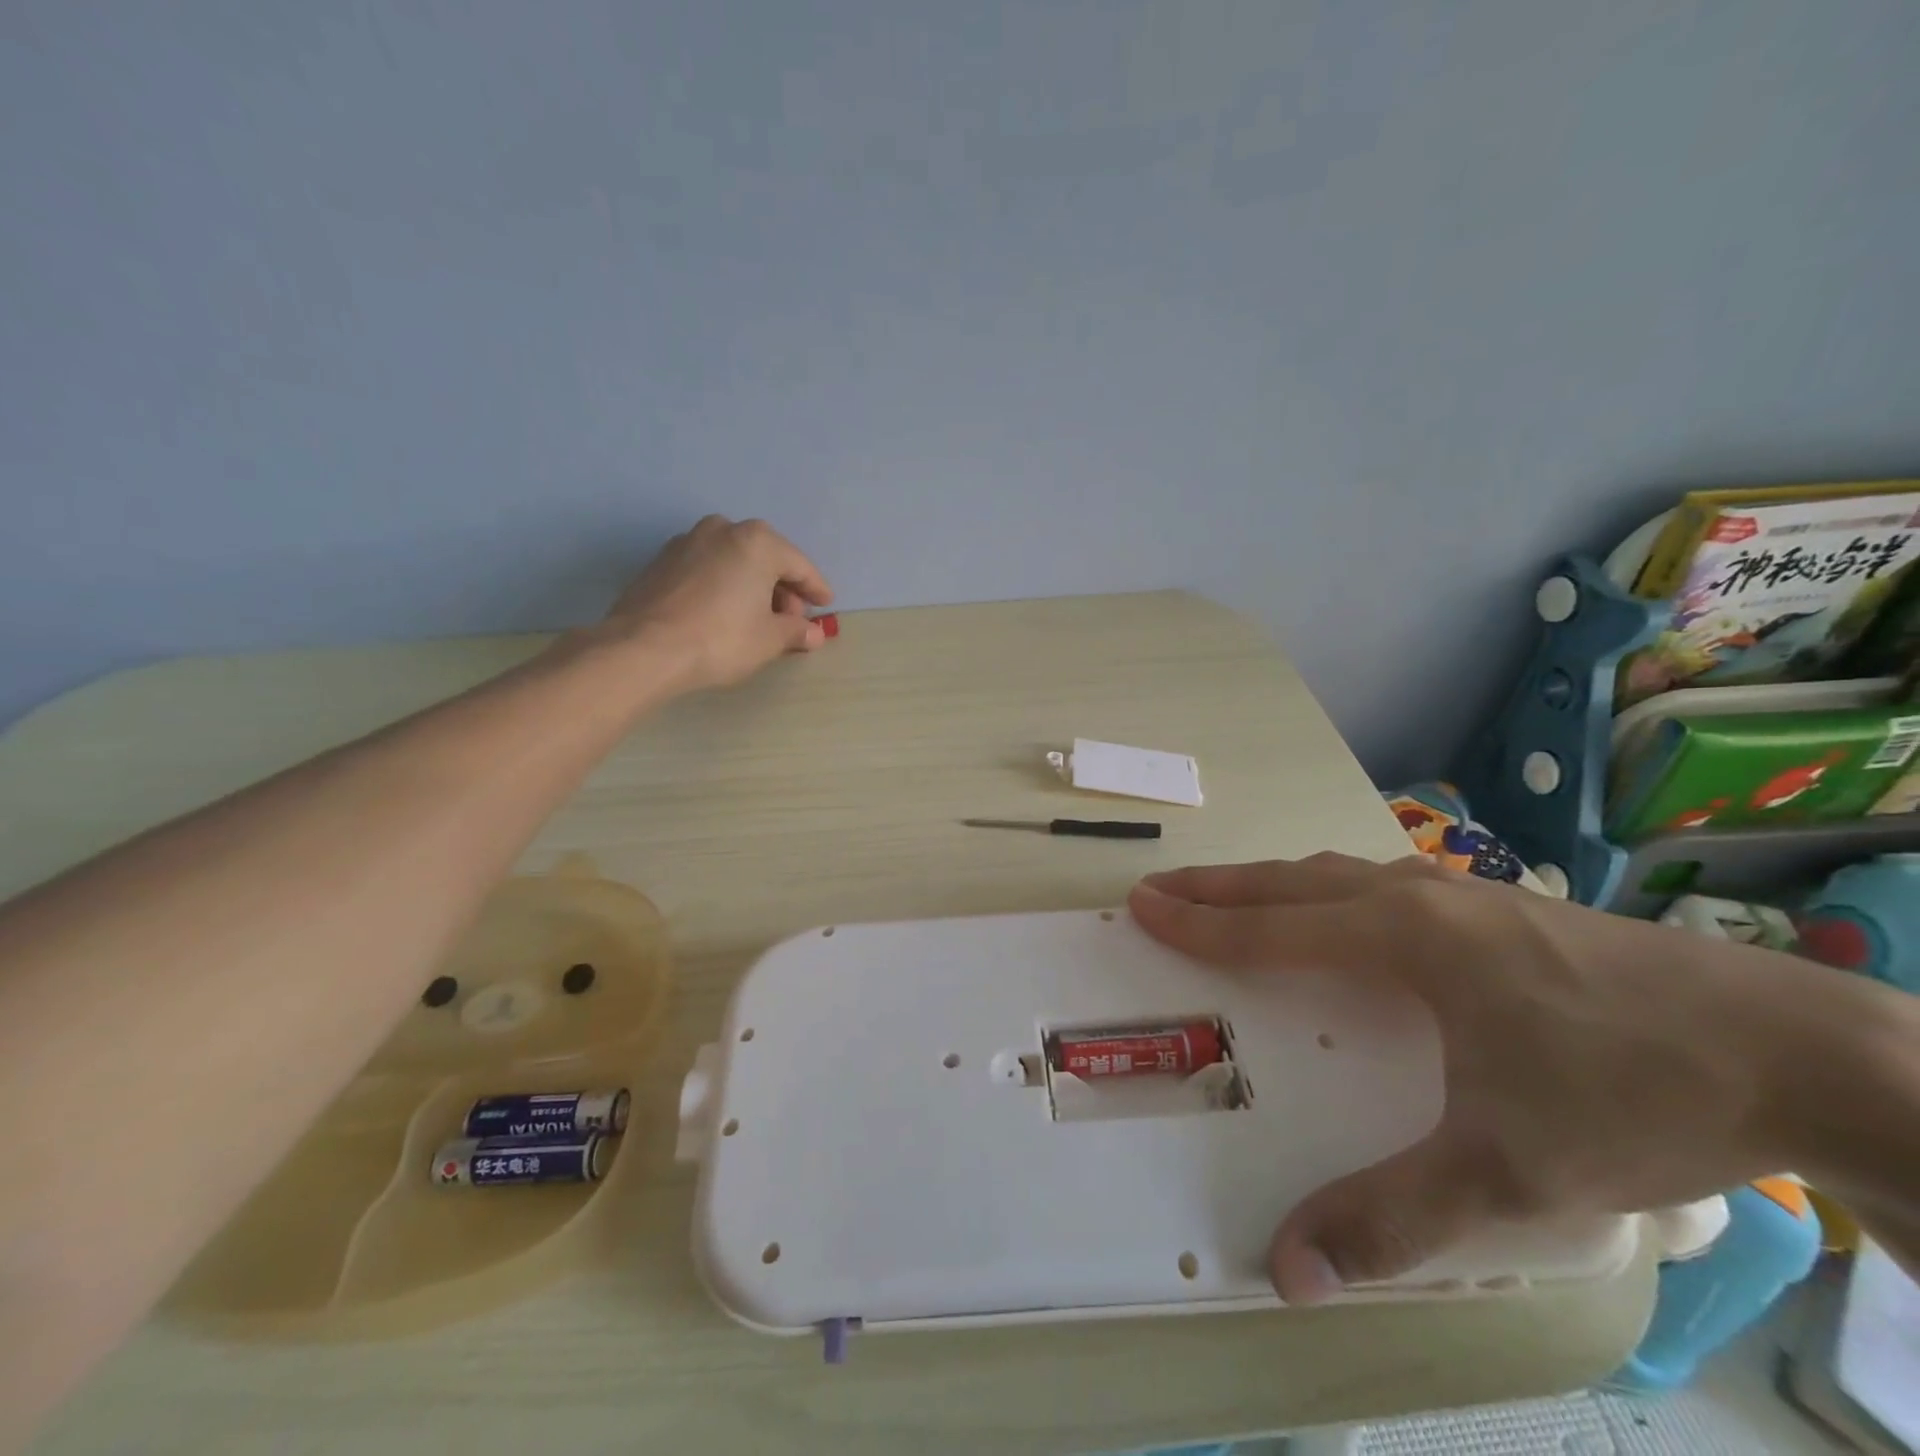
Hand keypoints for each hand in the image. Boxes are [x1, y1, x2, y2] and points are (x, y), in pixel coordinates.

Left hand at [604, 516, 833, 691]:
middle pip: (765, 558)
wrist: (644, 648)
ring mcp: (687, 542)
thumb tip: (814, 634)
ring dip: (751, 586)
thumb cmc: (721, 638)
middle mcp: (723, 529)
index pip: (799, 566)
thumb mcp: (770, 639)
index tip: (825, 606)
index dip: (815, 589)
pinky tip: (724, 613)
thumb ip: (796, 631)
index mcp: (757, 541)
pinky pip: (707, 569)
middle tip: (790, 620)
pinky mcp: (661, 561)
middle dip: (782, 588)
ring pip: (734, 561)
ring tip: (757, 619)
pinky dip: (723, 586)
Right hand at [1127, 853, 1859, 1303]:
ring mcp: (1466, 893)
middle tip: (1161, 885)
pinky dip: (1329, 889)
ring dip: (1273, 883)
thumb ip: (1391, 1220)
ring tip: (1232, 894)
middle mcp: (1420, 900)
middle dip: (1218, 886)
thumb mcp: (1508, 1173)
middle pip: (1292, 882)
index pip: (1271, 928)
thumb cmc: (1635, 1095)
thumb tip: (1287, 1270)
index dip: (1200, 922)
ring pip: (1338, 875)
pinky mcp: (1504, 905)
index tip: (1143, 903)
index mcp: (1404, 940)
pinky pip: (1382, 885)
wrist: (1806, 1050)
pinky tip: (1345, 912)